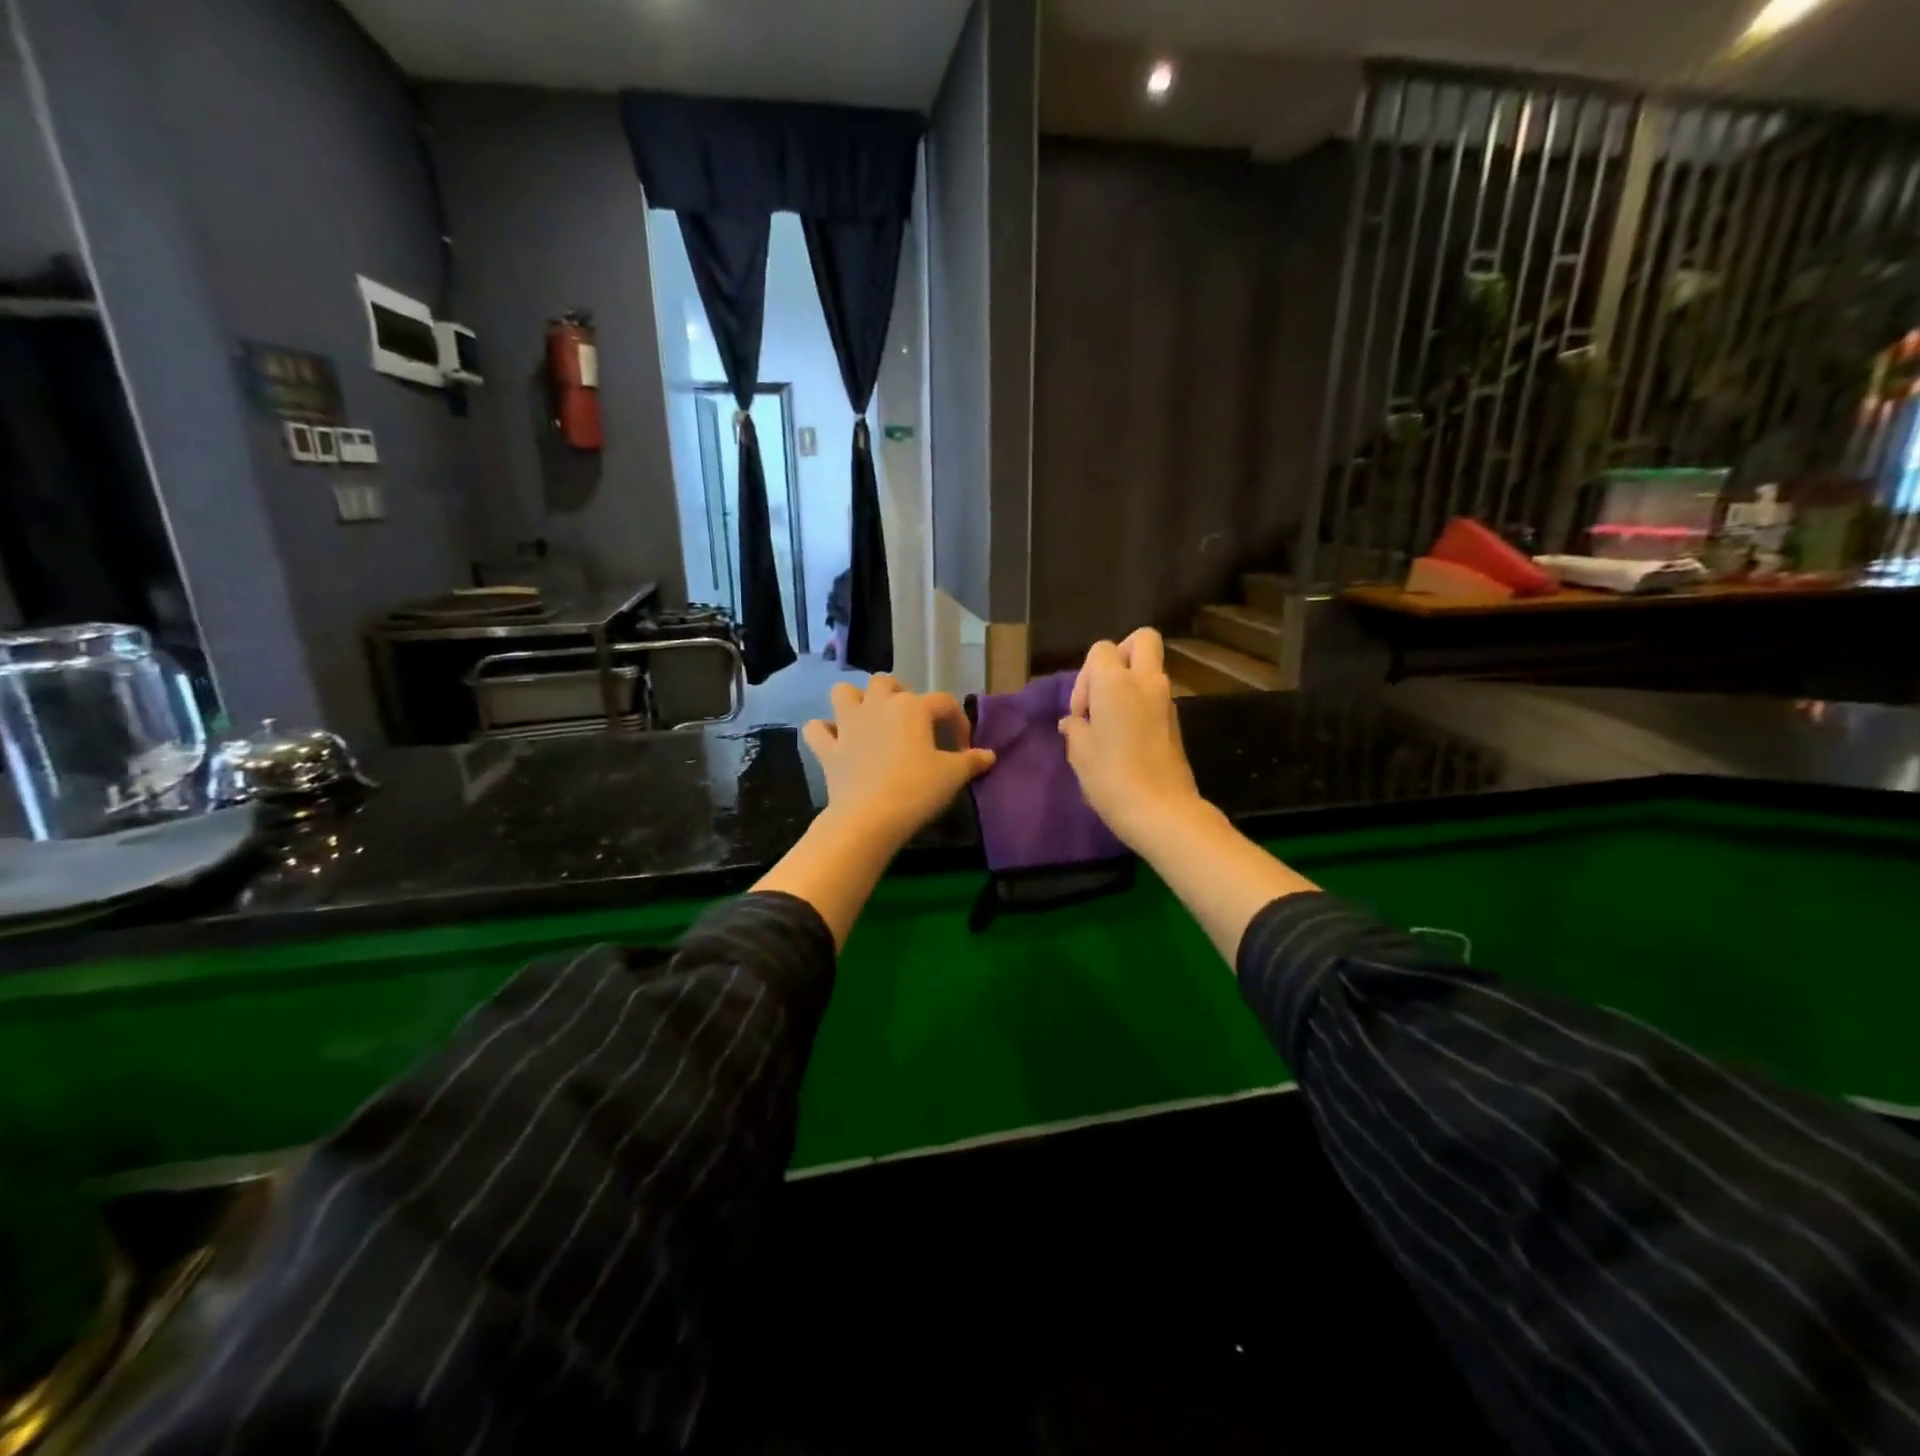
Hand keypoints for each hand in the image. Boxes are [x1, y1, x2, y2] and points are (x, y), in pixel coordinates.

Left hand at [802, 676, 995, 850]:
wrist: (869, 818)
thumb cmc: (917, 789)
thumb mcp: (952, 776)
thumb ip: (971, 761)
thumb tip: (988, 755)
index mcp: (912, 707)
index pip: (944, 703)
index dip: (958, 723)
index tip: (963, 749)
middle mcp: (877, 705)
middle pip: (887, 682)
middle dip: (900, 695)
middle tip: (912, 723)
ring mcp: (847, 724)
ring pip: (844, 692)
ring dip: (856, 701)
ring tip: (870, 720)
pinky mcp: (828, 748)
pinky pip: (817, 729)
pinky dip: (824, 732)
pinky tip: (836, 742)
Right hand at [1059, 629, 1204, 850]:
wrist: (1161, 811)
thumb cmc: (1111, 777)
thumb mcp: (1080, 753)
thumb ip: (1075, 728)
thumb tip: (1075, 722)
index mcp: (1117, 682)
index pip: (1101, 649)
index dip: (1086, 676)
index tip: (1083, 712)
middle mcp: (1146, 682)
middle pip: (1142, 639)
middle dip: (1121, 656)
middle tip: (1103, 691)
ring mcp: (1167, 701)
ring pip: (1150, 670)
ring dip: (1130, 684)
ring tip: (1111, 723)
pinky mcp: (1176, 722)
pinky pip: (1156, 696)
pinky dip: (1141, 705)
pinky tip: (1126, 739)